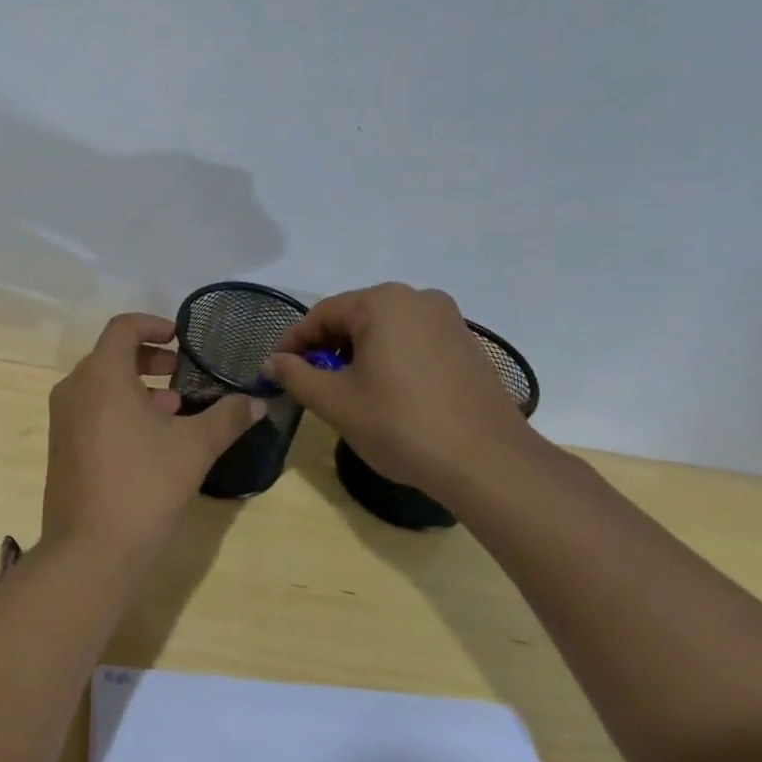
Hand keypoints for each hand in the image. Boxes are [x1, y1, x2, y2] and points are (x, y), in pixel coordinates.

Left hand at [43, 313, 263, 570]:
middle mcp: (75, 388)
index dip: (154, 325)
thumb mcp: (194, 448)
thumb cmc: (143, 486)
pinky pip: (91, 409)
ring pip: (101, 384)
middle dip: (149, 359)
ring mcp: (63, 418)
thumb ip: (227, 418)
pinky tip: (150, 439)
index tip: (181, 340)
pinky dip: (119, 409)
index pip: (123, 327)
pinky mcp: (61, 446)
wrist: (90, 552)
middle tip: (182, 373)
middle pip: (111, 354)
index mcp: (101, 374)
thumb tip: (257, 402)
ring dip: (137, 386)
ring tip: (174, 408)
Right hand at [263, 283, 537, 495]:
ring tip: (348, 391)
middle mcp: (417, 299)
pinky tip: (389, 395)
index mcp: (382, 302)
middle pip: (355, 318)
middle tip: (311, 382)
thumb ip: (296, 375)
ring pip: (386, 330)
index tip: (278, 369)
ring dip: (360, 354)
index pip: (322, 314)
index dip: (294, 342)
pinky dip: (392, 361)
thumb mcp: (335, 401)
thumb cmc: (401, 424)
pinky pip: (415, 343)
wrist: (488, 463)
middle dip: (328, 348)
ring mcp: (449, 321)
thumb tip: (273, 361)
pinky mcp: (468, 346)